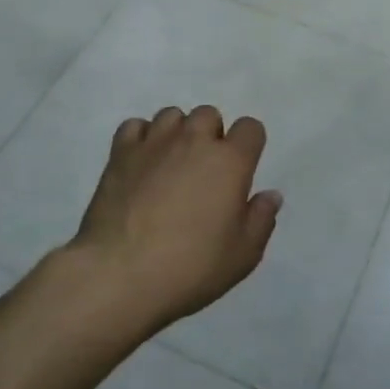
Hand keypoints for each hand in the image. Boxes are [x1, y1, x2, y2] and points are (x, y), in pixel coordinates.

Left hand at [70, 105, 280, 332]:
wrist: (119, 274)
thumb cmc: (190, 267)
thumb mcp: (242, 256)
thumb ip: (261, 220)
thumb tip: (270, 195)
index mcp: (230, 161)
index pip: (250, 128)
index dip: (249, 145)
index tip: (240, 171)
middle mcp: (194, 140)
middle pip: (209, 114)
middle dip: (210, 136)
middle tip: (203, 172)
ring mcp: (155, 142)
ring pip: (172, 115)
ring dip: (177, 133)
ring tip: (170, 164)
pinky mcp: (121, 152)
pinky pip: (135, 126)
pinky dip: (141, 138)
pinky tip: (141, 163)